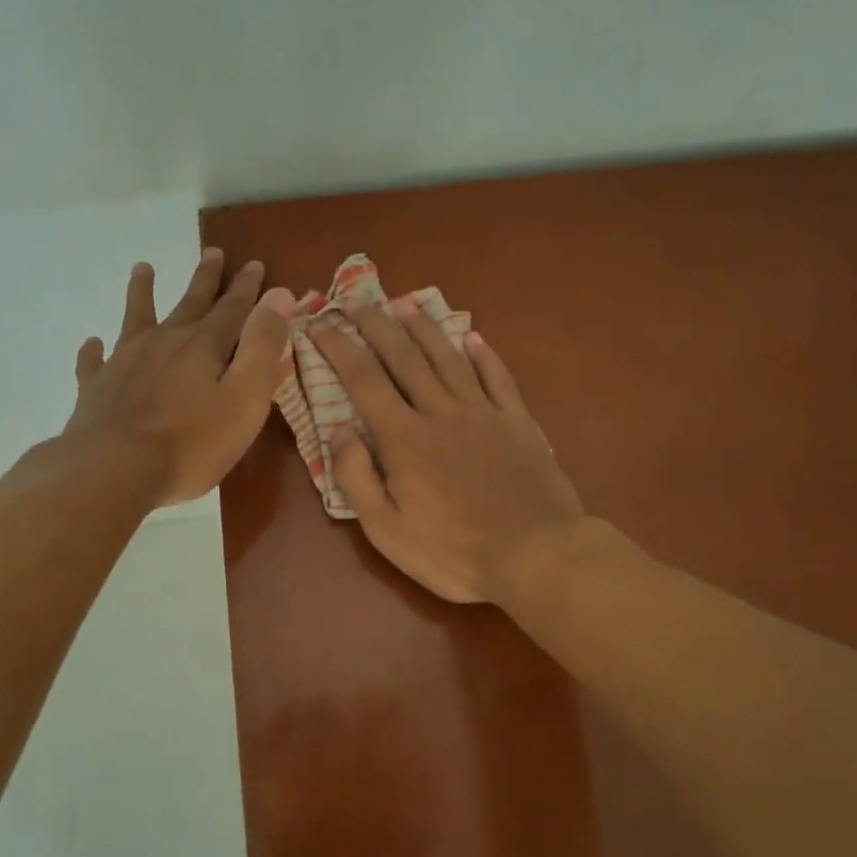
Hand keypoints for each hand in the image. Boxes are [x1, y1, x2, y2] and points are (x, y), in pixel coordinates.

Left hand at [65, 249, 294, 506]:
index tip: (255, 264)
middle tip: (212, 251)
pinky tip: (93, 343)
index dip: (247, 287)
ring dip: (142, 292)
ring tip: (143, 268)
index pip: (232, 308)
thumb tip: (279, 295)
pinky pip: (95, 361)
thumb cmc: (191, 443)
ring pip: (136, 317)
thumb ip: (262, 346)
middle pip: (189, 303)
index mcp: (203, 345)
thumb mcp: (244, 398)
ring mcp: (125, 361)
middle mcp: (164, 342)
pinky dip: (95, 350)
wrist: (115, 470)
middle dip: (205, 279)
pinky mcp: (96, 387)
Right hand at [314, 300, 586, 603]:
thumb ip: (356, 477)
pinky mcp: (518, 423)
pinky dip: (484, 355)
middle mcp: (441, 413)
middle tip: (358, 300)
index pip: (363, 381)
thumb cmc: (453, 552)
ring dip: (424, 329)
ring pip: (448, 359)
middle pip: (404, 358)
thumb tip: (339, 428)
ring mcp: (484, 414)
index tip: (320, 323)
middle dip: (377, 326)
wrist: (536, 556)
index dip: (338, 348)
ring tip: (405, 304)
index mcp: (404, 438)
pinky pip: (498, 378)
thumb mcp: (386, 530)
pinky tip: (473, 337)